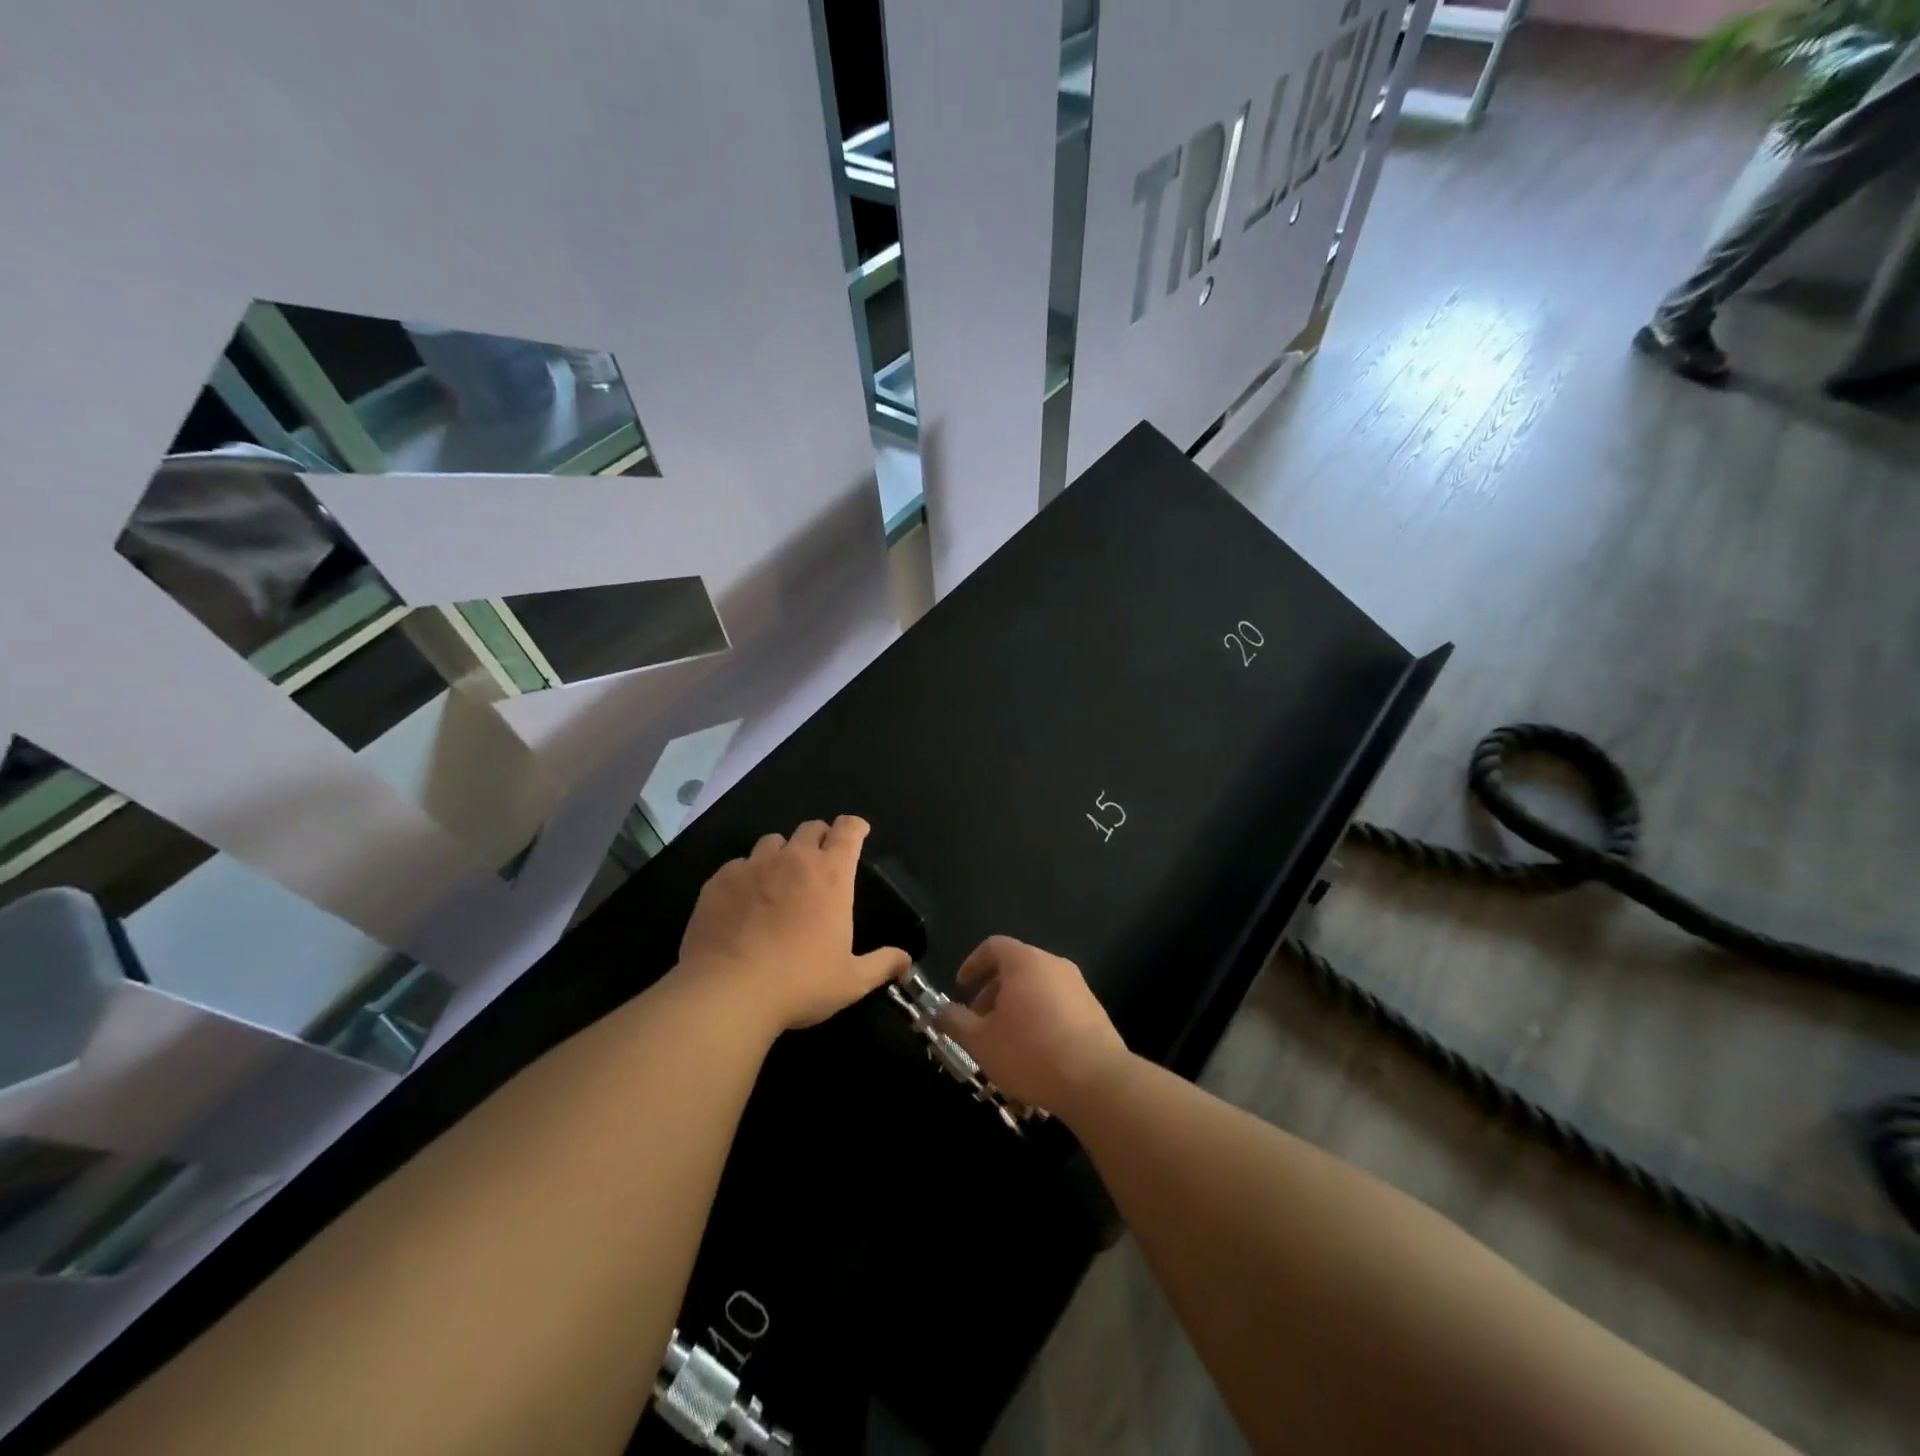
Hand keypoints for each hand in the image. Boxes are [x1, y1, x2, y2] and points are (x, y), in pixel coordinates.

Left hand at [678, 816, 909, 1034]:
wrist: (728, 993)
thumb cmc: (800, 983)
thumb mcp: (851, 981)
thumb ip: (882, 964)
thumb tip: (906, 961)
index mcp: (832, 875)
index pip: (848, 830)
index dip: (855, 827)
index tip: (858, 834)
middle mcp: (794, 859)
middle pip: (810, 828)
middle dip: (820, 838)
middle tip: (821, 862)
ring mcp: (753, 866)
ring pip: (772, 842)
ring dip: (782, 854)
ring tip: (779, 880)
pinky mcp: (720, 880)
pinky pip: (738, 865)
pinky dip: (746, 876)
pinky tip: (744, 903)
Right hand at [935, 936, 1130, 1115]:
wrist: (1097, 1081)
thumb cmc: (1030, 1052)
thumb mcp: (981, 1042)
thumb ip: (956, 1022)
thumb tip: (940, 1011)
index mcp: (1025, 962)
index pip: (993, 946)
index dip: (973, 964)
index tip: (961, 988)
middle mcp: (1054, 965)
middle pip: (1016, 968)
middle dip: (992, 992)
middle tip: (978, 1023)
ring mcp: (1079, 987)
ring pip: (1037, 989)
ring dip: (1016, 1009)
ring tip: (1004, 1044)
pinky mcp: (1095, 1012)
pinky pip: (1058, 1006)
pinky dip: (1039, 1019)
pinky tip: (1034, 1055)